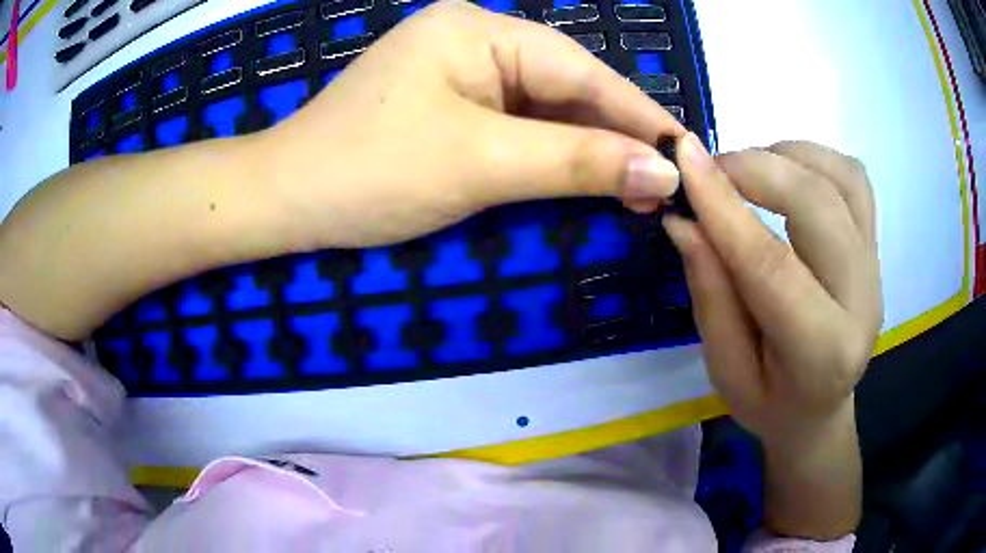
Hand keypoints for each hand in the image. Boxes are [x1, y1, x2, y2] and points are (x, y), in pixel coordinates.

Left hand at [257, 0, 685, 247]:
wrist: (286, 200)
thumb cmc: (369, 172)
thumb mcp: (481, 163)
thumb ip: (577, 162)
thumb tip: (661, 170)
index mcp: (478, 30)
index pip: (579, 69)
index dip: (636, 112)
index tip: (684, 150)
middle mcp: (472, 41)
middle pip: (564, 86)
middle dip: (614, 135)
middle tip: (664, 182)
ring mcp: (458, 73)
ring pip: (543, 109)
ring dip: (587, 150)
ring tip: (638, 188)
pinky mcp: (448, 106)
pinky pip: (515, 126)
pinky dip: (550, 155)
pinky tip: (583, 178)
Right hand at [663, 136, 881, 446]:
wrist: (819, 410)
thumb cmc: (769, 402)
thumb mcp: (726, 370)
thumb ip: (711, 294)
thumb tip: (684, 220)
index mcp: (822, 352)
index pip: (771, 265)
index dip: (723, 207)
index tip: (681, 160)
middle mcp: (863, 301)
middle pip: (818, 205)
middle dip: (755, 169)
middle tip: (708, 168)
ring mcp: (876, 267)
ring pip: (842, 178)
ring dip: (786, 157)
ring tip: (746, 171)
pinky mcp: (875, 246)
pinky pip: (853, 178)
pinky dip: (814, 159)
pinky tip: (785, 173)